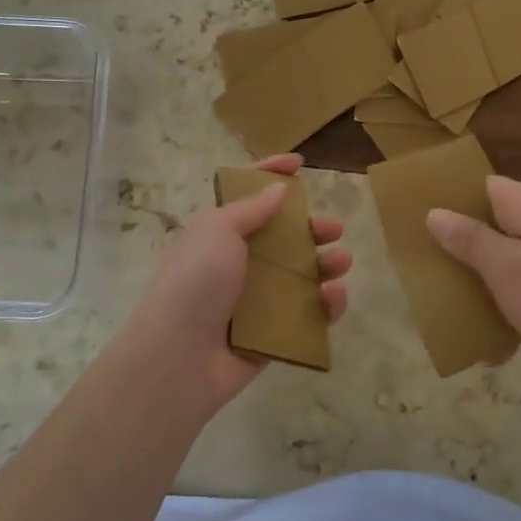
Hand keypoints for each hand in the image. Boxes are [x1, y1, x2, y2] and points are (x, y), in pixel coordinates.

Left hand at [120, 155, 350, 416]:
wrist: (179, 356)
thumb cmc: (195, 281)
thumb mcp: (217, 230)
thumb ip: (251, 209)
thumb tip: (277, 189)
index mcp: (220, 233)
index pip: (248, 196)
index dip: (270, 174)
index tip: (298, 163)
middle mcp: (239, 263)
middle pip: (283, 238)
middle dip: (311, 229)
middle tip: (333, 229)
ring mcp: (257, 300)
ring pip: (301, 275)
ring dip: (326, 265)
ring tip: (341, 262)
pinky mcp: (274, 333)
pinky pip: (307, 313)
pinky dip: (325, 305)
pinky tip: (333, 296)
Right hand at [426, 175, 520, 394]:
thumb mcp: (504, 269)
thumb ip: (468, 239)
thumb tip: (436, 212)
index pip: (479, 186)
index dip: (450, 204)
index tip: (423, 230)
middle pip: (496, 221)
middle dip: (466, 247)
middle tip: (438, 273)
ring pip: (515, 253)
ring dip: (490, 279)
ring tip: (465, 309)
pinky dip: (519, 300)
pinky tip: (504, 340)